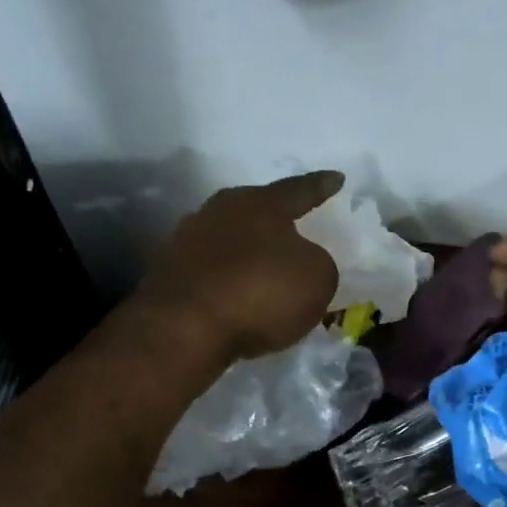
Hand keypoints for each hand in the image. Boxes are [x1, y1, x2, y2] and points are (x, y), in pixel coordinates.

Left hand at [136, 172, 343, 361]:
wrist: (184, 328)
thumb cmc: (261, 293)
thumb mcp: (317, 279)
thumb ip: (317, 263)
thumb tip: (300, 262)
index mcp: (261, 204)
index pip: (300, 190)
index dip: (321, 186)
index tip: (337, 177)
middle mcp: (222, 211)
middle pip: (255, 209)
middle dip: (275, 218)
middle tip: (293, 224)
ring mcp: (188, 239)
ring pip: (229, 238)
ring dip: (248, 250)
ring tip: (264, 265)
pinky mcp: (169, 272)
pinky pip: (211, 268)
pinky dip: (227, 278)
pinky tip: (237, 293)